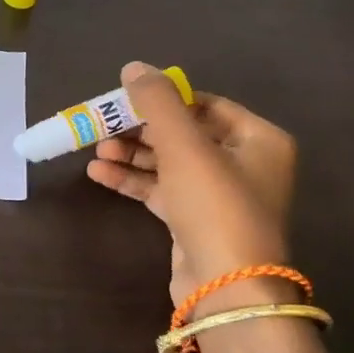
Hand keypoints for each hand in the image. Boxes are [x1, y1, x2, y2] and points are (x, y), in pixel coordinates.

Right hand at [86, 62, 296, 311]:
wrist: (225, 285)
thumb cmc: (215, 205)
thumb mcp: (184, 146)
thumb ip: (157, 103)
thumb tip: (134, 67)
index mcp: (258, 139)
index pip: (206, 104)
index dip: (164, 99)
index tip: (126, 99)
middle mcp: (243, 163)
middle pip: (184, 133)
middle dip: (141, 129)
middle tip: (104, 126)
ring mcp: (218, 195)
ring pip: (169, 163)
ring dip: (132, 154)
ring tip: (96, 149)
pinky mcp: (194, 220)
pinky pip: (161, 189)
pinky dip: (133, 180)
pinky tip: (99, 173)